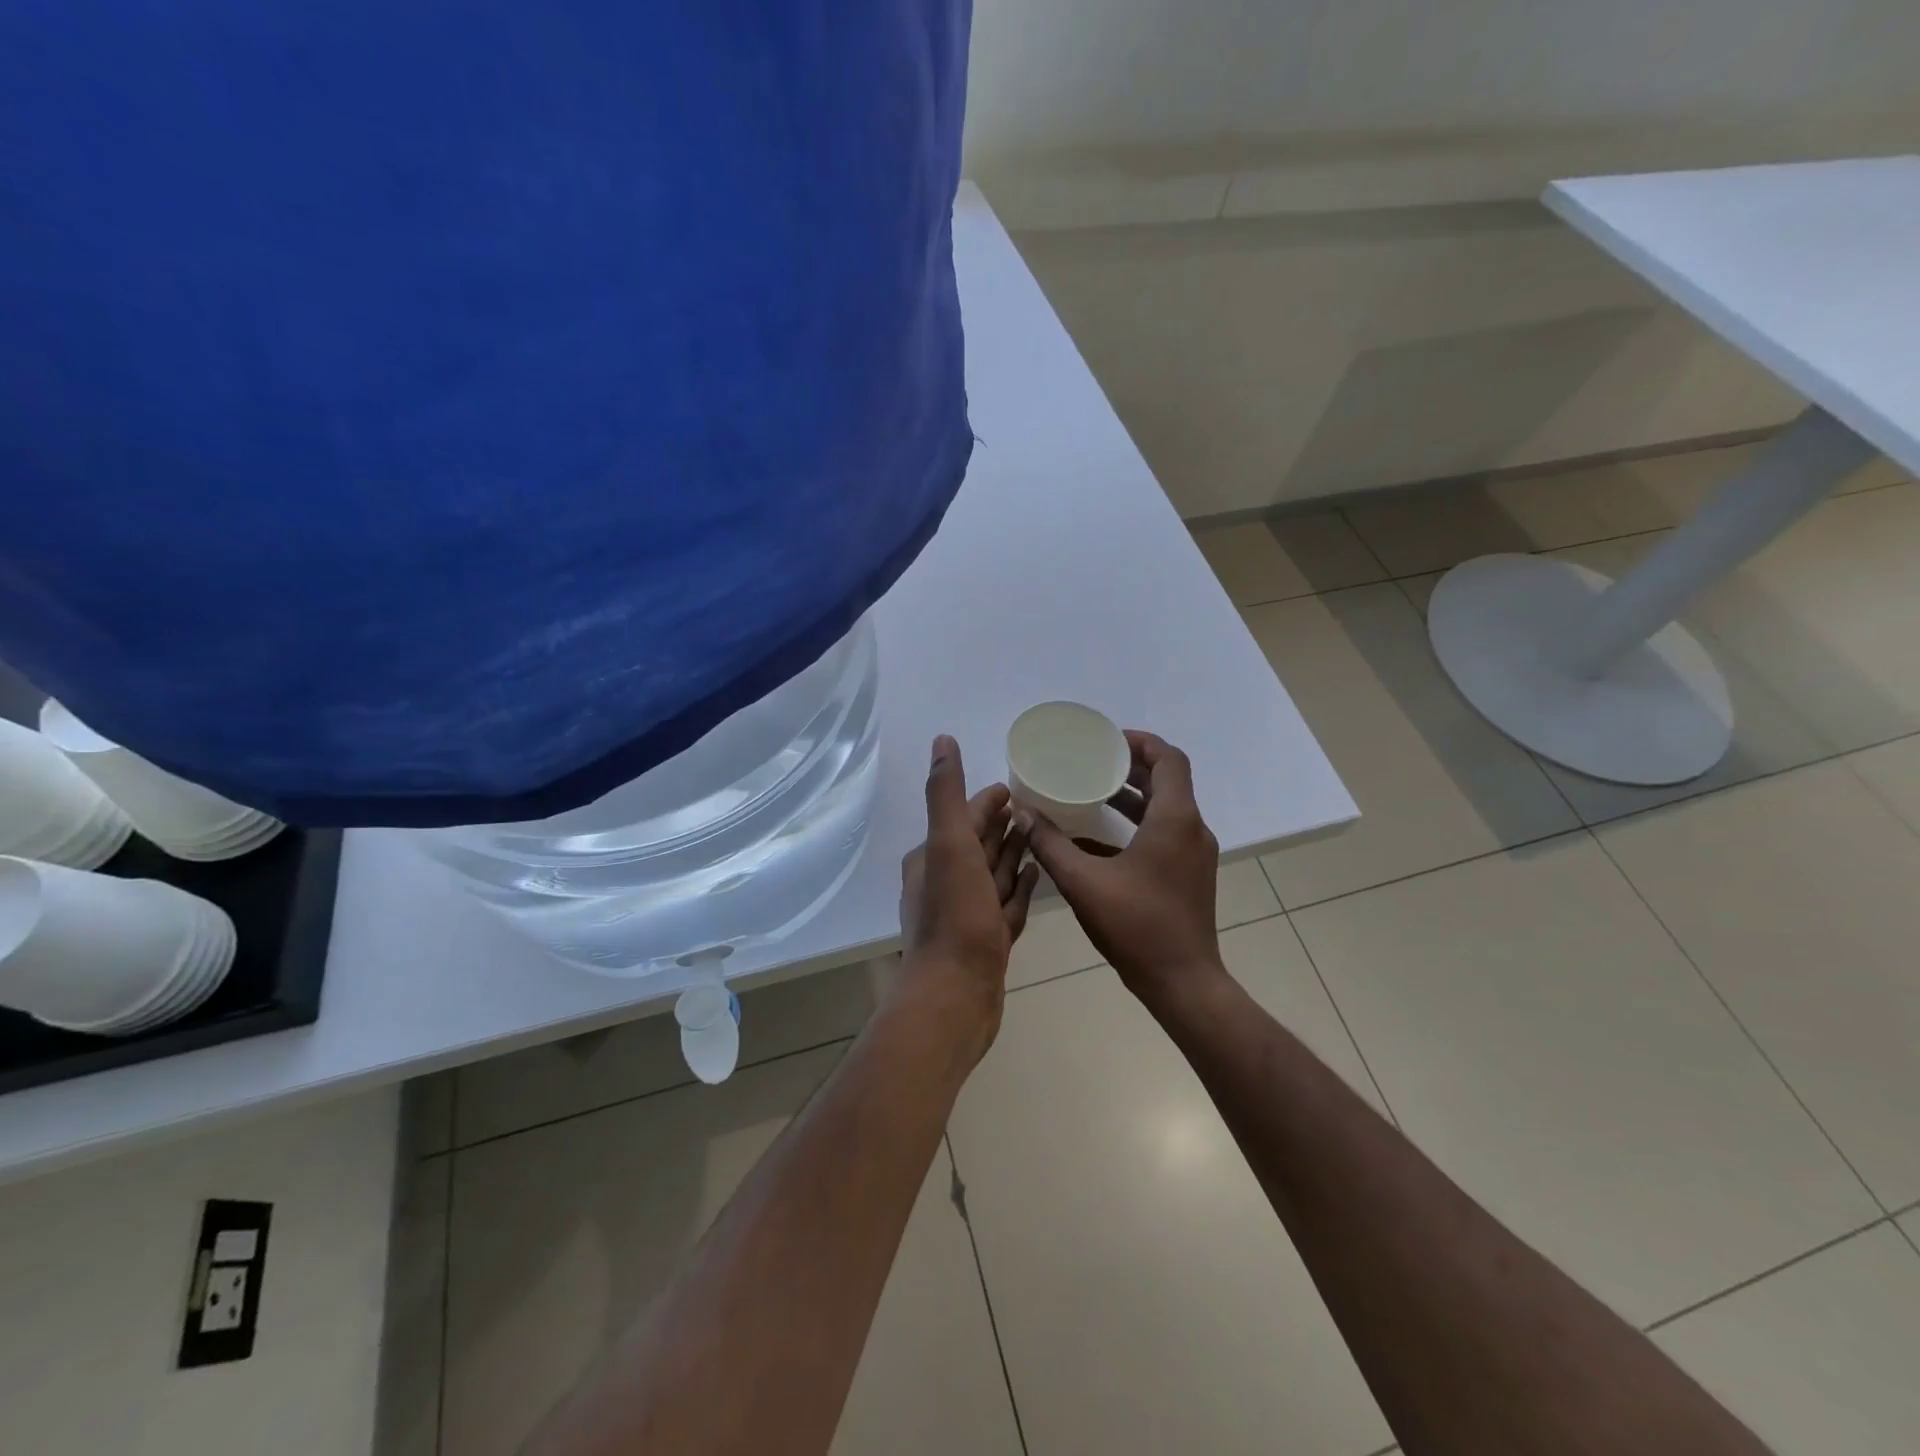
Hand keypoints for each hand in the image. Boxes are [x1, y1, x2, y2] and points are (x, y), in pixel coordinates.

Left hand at [897, 735, 1038, 1061]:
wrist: (956, 995)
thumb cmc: (955, 915)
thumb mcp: (948, 844)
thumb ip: (944, 793)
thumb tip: (942, 740)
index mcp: (932, 858)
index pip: (963, 818)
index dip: (987, 801)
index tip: (1015, 786)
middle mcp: (945, 883)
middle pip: (979, 843)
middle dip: (1002, 824)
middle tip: (1037, 805)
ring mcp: (968, 914)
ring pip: (995, 873)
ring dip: (1014, 853)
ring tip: (1042, 834)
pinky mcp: (988, 940)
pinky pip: (1008, 903)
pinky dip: (1021, 887)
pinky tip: (1040, 875)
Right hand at [1024, 731, 1222, 1011]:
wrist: (1182, 982)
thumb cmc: (1137, 927)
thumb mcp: (1083, 882)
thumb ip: (1050, 844)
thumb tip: (1022, 813)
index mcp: (1175, 820)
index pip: (1169, 759)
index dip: (1141, 742)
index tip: (1107, 740)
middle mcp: (1191, 829)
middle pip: (1167, 780)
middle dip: (1131, 766)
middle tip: (1092, 761)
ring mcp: (1193, 854)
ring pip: (1166, 808)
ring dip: (1133, 795)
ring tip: (1092, 790)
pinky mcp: (1189, 874)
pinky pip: (1164, 833)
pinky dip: (1136, 824)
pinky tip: (1098, 837)